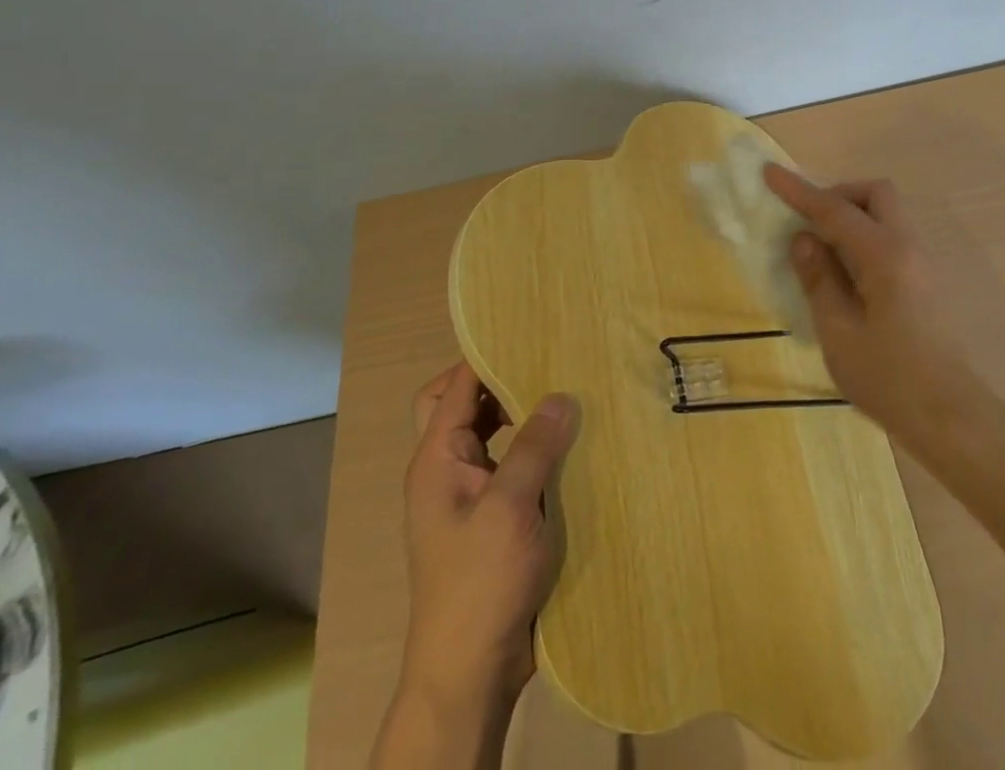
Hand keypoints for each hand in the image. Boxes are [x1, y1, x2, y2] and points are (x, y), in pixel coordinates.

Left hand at [397, 363, 578, 715]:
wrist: (470, 672)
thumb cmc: (480, 583)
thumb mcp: (509, 508)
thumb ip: (534, 446)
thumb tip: (561, 394)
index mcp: (436, 460)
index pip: (454, 387)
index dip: (485, 356)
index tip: (528, 331)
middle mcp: (447, 470)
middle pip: (465, 406)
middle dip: (501, 382)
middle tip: (548, 361)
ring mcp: (469, 496)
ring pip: (490, 434)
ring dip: (520, 414)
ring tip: (564, 394)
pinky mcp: (493, 518)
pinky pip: (510, 464)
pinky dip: (532, 448)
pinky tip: (568, 446)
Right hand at [763, 165, 986, 453]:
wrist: (951, 417)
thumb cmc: (889, 378)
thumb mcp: (839, 332)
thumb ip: (819, 279)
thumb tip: (803, 238)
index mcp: (885, 256)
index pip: (835, 210)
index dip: (799, 191)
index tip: (769, 173)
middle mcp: (908, 247)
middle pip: (875, 194)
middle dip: (838, 196)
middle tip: (808, 223)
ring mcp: (921, 263)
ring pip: (886, 215)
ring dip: (852, 217)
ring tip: (820, 251)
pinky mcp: (924, 281)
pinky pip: (890, 238)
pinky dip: (863, 238)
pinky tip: (844, 274)